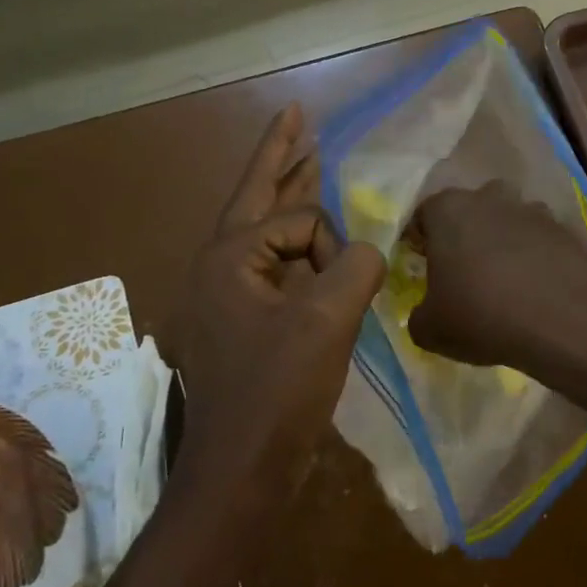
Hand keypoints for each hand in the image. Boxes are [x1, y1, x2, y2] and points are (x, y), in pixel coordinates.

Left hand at [165, 105, 384, 513]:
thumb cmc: (277, 392)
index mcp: (228, 257)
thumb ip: (356, 268)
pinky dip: (296, 249)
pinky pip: (273, 268)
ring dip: (288, 198)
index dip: (331, 247)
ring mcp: (227, 296)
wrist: (242, 469)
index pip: (297, 219)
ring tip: (308, 161)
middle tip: (297, 117)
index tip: (338, 293)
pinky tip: (314, 244)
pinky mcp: (243, 323)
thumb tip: (368, 252)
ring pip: (263, 232)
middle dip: (282, 156)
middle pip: (255, 196)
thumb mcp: (326, 322)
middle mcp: (219, 267)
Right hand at [407, 182, 586, 367]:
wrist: (562, 322)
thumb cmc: (482, 316)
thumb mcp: (429, 329)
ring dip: (504, 243)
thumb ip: (420, 314)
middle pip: (471, 210)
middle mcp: (490, 198)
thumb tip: (428, 312)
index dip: (421, 242)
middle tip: (464, 273)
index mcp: (449, 210)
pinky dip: (537, 258)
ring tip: (506, 282)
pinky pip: (542, 241)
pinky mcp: (567, 230)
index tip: (425, 268)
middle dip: (466, 235)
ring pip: (509, 221)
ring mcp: (533, 210)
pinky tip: (537, 290)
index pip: (424, 216)